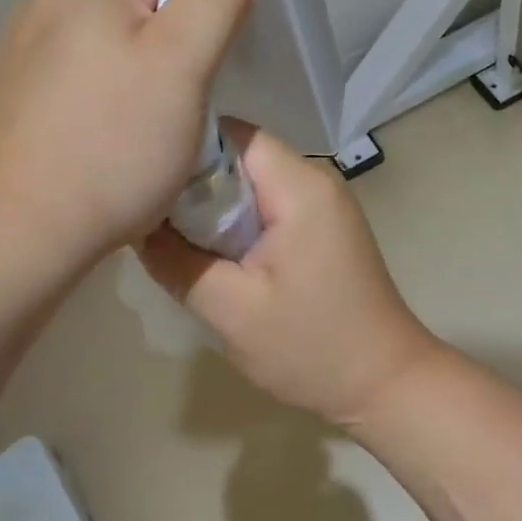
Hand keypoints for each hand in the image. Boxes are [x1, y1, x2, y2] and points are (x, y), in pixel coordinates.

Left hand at [0, 0, 256, 265]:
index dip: (204, 24)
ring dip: (142, 88)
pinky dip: (105, 109)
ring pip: (117, 54)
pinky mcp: (17, 93)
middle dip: (172, 60)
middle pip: (146, 14)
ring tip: (141, 140)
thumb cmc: (113, 142)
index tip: (203, 79)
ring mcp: (26, 48)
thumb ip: (217, 0)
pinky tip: (103, 149)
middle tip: (176, 115)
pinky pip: (85, 84)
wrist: (20, 230)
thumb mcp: (184, 63)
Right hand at [138, 124, 441, 427]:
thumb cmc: (311, 347)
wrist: (385, 385)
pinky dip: (237, 219)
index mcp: (299, 186)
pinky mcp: (322, 225)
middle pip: (240, 155)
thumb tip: (136, 224)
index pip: (232, 134)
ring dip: (214, 203)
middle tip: (151, 212)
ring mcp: (322, 201)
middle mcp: (315, 178)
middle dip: (195, 180)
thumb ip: (176, 261)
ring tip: (174, 234)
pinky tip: (213, 250)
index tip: (147, 178)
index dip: (187, 148)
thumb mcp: (230, 310)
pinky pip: (268, 203)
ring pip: (252, 181)